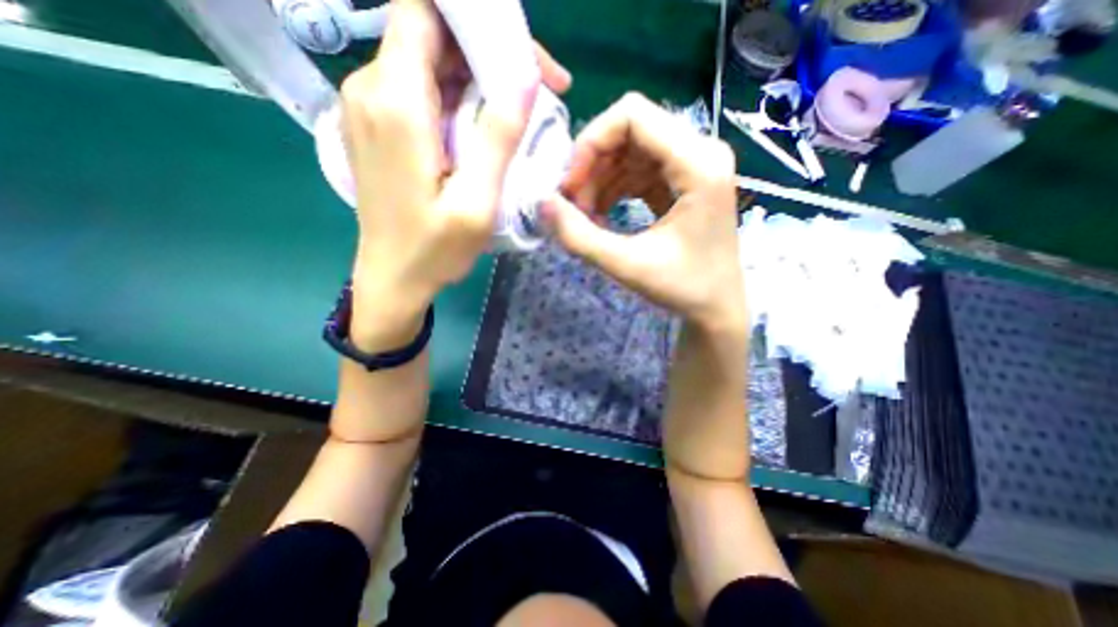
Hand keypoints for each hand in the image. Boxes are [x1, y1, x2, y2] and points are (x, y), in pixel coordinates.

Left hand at [337, 0, 568, 348]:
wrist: (392, 277)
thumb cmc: (435, 250)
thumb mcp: (476, 203)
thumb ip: (497, 139)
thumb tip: (525, 77)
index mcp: (396, 102)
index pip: (426, 11)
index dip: (478, 20)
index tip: (524, 58)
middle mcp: (371, 89)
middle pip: (432, 36)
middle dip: (489, 54)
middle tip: (538, 92)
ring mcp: (368, 108)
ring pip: (428, 63)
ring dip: (476, 80)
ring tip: (516, 116)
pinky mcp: (376, 126)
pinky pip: (419, 91)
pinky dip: (456, 99)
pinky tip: (482, 132)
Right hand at [539, 93, 739, 335]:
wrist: (716, 306)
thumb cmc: (683, 289)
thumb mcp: (627, 265)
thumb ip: (579, 236)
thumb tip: (541, 204)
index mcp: (698, 163)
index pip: (632, 115)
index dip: (590, 143)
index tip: (571, 187)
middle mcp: (701, 151)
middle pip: (629, 130)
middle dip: (592, 165)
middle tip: (574, 207)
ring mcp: (693, 164)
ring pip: (630, 149)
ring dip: (599, 179)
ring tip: (586, 217)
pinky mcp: (683, 181)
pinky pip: (638, 169)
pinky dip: (613, 188)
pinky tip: (602, 215)